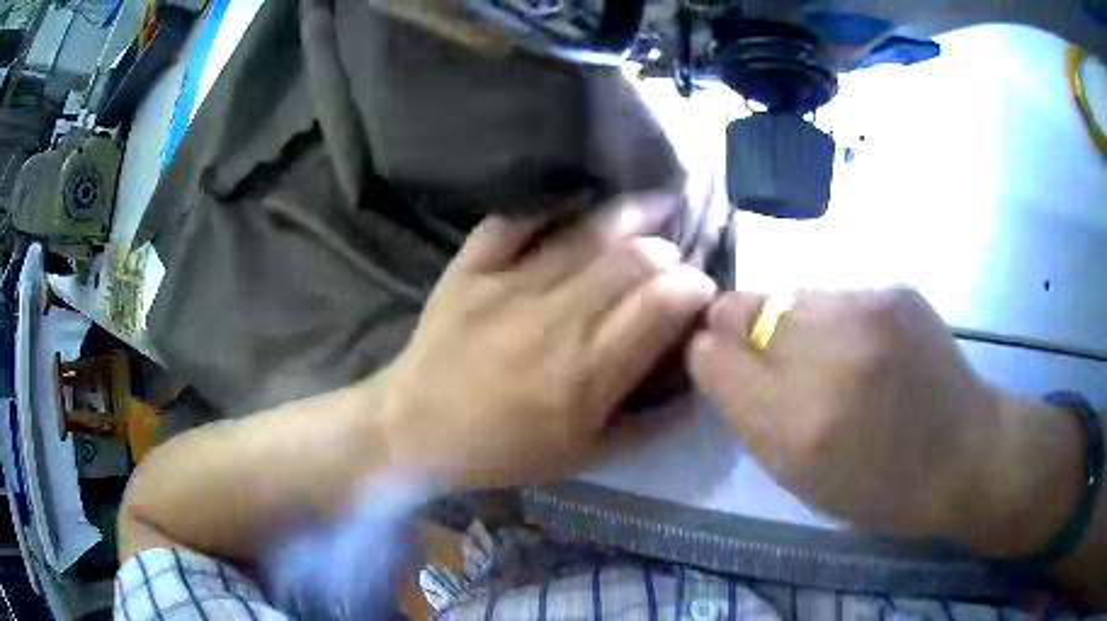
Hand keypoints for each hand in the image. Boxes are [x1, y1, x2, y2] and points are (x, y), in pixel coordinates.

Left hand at [381, 196, 716, 487]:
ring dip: (631, 215)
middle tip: (673, 258)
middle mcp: (555, 318)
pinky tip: (576, 203)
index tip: (701, 290)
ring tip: (656, 204)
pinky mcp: (470, 268)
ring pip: (585, 233)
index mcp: (588, 371)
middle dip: (668, 251)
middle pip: (633, 259)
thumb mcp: (586, 453)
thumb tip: (696, 383)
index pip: (662, 304)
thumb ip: (648, 422)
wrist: (414, 431)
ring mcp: (508, 285)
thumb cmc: (504, 451)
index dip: (695, 287)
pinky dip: (550, 207)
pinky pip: (514, 221)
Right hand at [687, 287, 1080, 549]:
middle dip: (741, 332)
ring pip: (784, 294)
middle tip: (771, 360)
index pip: (710, 355)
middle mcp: (826, 360)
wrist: (965, 453)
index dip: (710, 358)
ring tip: (826, 356)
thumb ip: (752, 416)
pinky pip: (831, 293)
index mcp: (796, 428)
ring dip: (788, 323)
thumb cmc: (880, 488)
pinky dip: (831, 318)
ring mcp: (866, 313)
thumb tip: (720, 358)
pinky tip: (863, 346)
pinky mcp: (893, 290)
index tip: (726, 371)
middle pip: (739, 308)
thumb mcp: (800, 479)